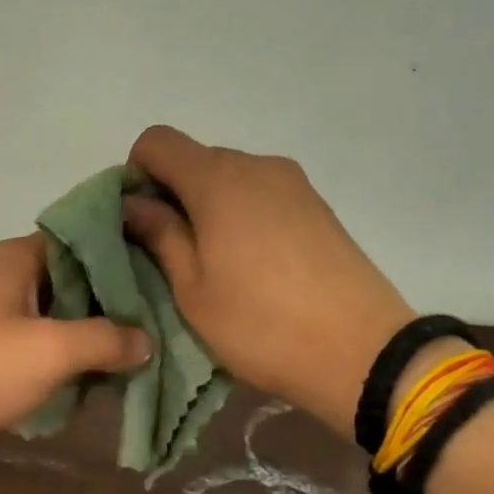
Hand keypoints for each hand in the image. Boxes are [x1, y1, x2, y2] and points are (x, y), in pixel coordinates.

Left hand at [0, 235, 150, 444]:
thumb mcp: (49, 351)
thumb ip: (105, 340)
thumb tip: (145, 340)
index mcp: (15, 259)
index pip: (81, 239)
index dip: (122, 255)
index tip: (162, 276)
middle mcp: (0, 278)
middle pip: (69, 281)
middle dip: (110, 305)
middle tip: (157, 324)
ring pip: (51, 317)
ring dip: (85, 337)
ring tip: (133, 356)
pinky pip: (30, 346)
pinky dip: (58, 359)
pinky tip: (89, 381)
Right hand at [123, 125, 414, 438]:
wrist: (361, 351)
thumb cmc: (260, 325)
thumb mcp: (193, 289)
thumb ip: (160, 235)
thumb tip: (132, 203)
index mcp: (217, 180)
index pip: (157, 142)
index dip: (136, 175)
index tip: (140, 223)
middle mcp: (257, 165)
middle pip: (195, 159)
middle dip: (172, 195)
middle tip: (171, 253)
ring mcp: (293, 183)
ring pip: (230, 178)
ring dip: (208, 208)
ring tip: (215, 264)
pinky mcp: (317, 205)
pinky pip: (262, 194)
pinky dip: (242, 215)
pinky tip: (252, 264)